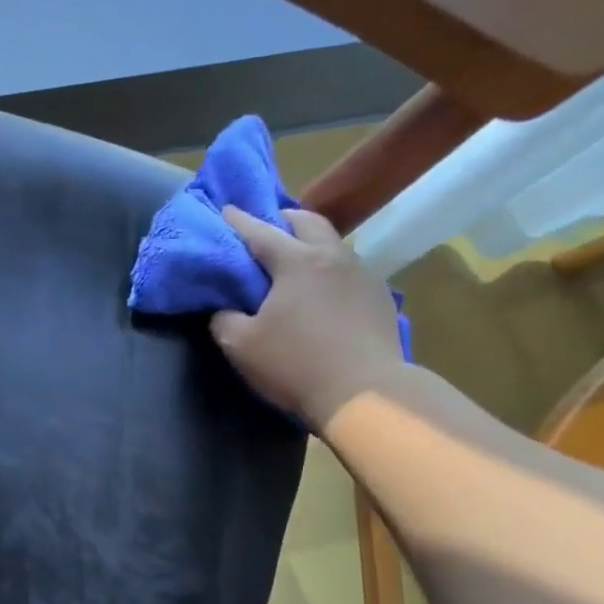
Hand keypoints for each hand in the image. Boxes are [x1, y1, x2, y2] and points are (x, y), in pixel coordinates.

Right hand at [211, 206, 406, 428]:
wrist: (365, 394)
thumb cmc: (296, 364)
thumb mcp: (241, 346)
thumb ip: (224, 320)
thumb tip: (223, 310)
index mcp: (296, 261)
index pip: (258, 231)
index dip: (237, 220)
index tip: (224, 210)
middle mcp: (332, 256)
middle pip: (307, 222)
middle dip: (283, 219)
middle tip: (266, 229)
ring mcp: (362, 275)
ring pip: (333, 244)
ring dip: (311, 244)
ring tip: (296, 260)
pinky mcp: (380, 298)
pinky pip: (350, 271)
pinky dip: (331, 271)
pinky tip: (324, 292)